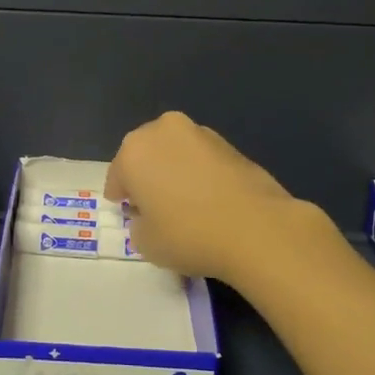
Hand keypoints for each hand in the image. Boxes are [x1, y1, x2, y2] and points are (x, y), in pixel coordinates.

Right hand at [105, 112, 307, 283]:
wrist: (256, 228)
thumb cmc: (189, 234)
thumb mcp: (145, 243)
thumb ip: (138, 224)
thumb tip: (149, 215)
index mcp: (134, 151)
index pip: (118, 175)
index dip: (120, 196)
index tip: (127, 213)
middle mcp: (163, 131)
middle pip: (146, 154)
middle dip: (146, 175)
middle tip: (153, 204)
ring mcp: (199, 133)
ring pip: (175, 152)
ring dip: (174, 170)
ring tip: (185, 201)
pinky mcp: (229, 143)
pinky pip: (202, 158)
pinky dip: (199, 172)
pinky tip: (209, 199)